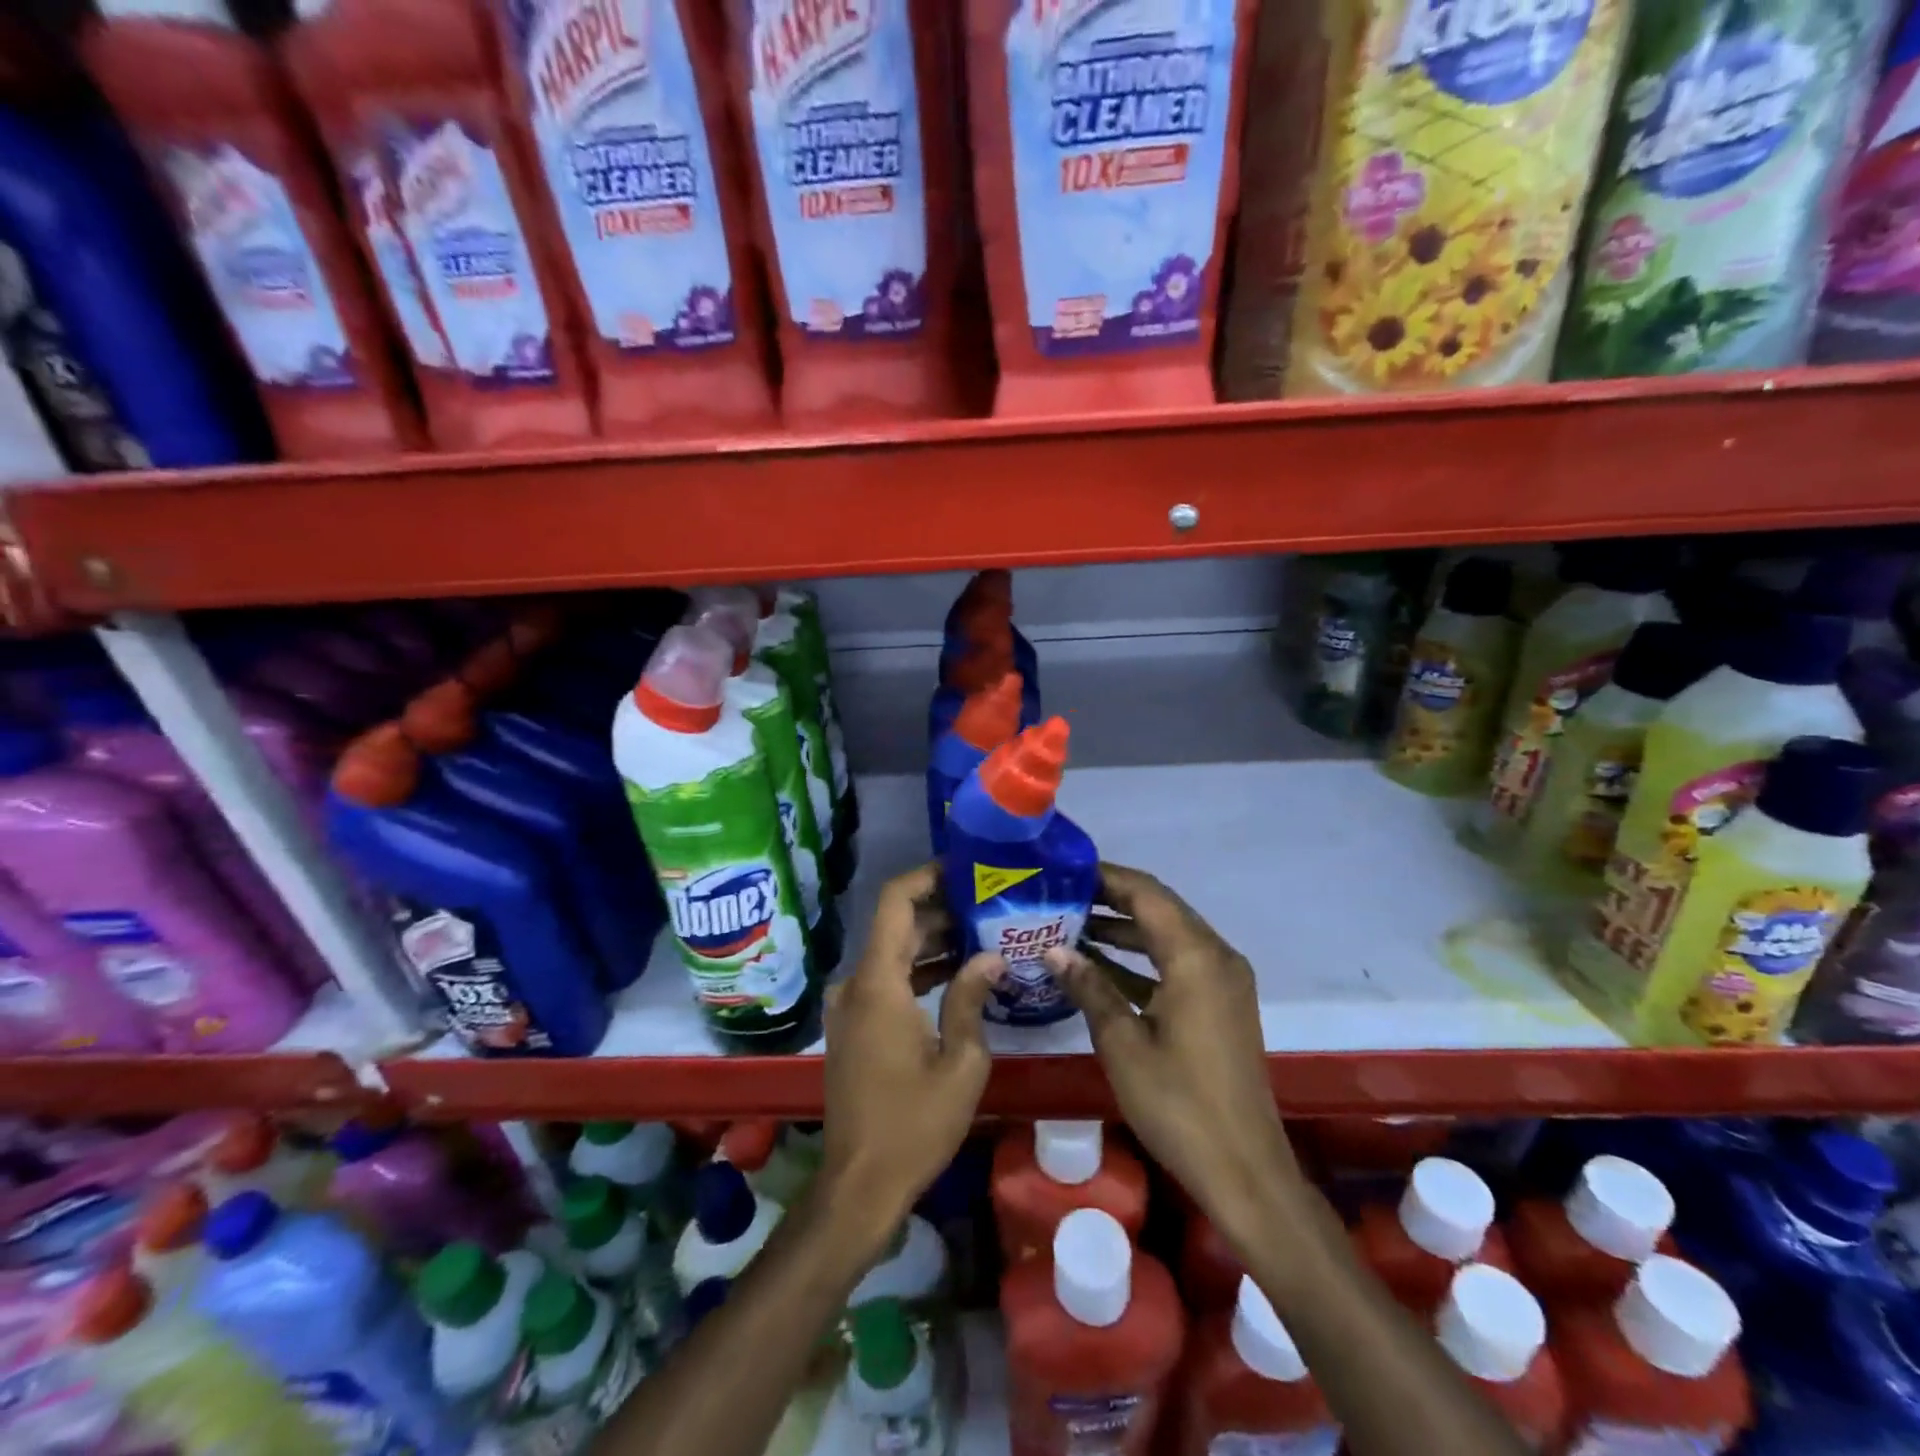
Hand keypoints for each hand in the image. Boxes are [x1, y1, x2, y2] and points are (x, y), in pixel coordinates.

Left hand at [819, 863, 1003, 1242]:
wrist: (859, 1185)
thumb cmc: (914, 1124)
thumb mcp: (960, 1061)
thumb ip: (971, 997)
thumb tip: (990, 955)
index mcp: (878, 983)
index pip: (894, 901)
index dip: (926, 876)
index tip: (965, 869)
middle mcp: (855, 984)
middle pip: (896, 925)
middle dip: (941, 909)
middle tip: (989, 903)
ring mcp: (849, 1006)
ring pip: (892, 953)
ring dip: (932, 941)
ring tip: (983, 932)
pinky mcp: (853, 1026)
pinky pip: (886, 980)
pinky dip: (918, 970)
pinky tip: (957, 973)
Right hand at [1043, 863, 1305, 1242]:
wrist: (1244, 1171)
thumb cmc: (1179, 1104)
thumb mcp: (1123, 1043)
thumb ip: (1090, 987)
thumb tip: (1054, 950)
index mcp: (1196, 957)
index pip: (1147, 893)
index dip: (1106, 877)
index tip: (1065, 869)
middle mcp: (1216, 957)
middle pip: (1159, 909)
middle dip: (1111, 899)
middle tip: (1061, 895)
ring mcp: (1222, 981)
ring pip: (1167, 936)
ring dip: (1124, 929)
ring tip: (1070, 925)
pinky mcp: (1220, 1005)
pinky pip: (1177, 963)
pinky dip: (1141, 960)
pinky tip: (1099, 967)